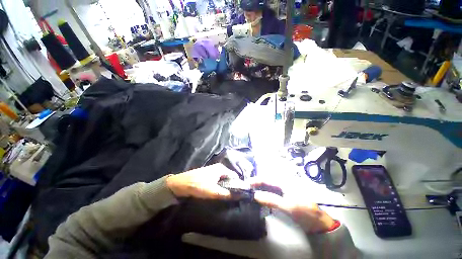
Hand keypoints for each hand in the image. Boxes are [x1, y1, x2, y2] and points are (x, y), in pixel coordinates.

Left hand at [166, 163, 233, 199]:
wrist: (180, 184)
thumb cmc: (197, 185)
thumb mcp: (213, 191)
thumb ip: (227, 194)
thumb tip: (240, 195)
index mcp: (221, 168)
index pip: (234, 176)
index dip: (237, 185)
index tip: (238, 195)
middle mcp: (218, 167)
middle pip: (229, 177)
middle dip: (231, 187)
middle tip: (231, 198)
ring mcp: (213, 170)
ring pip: (223, 179)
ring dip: (224, 187)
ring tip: (225, 197)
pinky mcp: (208, 174)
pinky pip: (218, 180)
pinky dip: (219, 186)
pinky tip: (217, 193)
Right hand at [251, 181, 335, 233]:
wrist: (321, 222)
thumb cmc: (305, 213)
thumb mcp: (289, 206)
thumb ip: (271, 200)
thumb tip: (255, 195)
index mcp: (285, 181)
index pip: (267, 178)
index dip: (256, 180)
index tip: (247, 184)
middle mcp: (284, 181)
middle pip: (267, 180)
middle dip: (257, 183)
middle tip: (248, 189)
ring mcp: (286, 188)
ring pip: (270, 185)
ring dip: (261, 187)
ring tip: (252, 192)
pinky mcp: (287, 194)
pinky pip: (273, 191)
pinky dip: (266, 192)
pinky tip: (263, 196)